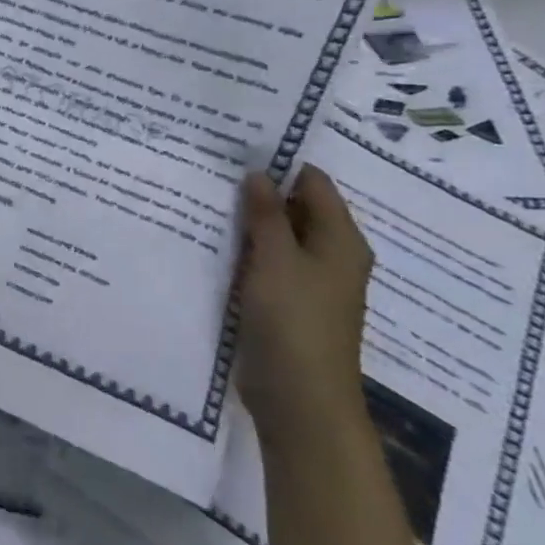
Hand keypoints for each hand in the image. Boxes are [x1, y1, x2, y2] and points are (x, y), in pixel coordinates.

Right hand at [233, 164, 373, 450]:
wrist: (300, 396)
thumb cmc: (295, 321)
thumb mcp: (276, 260)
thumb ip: (266, 215)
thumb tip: (258, 173)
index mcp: (341, 241)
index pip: (314, 184)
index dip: (280, 164)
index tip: (236, 148)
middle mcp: (330, 256)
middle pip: (296, 209)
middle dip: (259, 191)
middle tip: (211, 169)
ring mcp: (308, 282)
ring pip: (277, 238)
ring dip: (248, 222)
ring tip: (204, 198)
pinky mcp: (285, 303)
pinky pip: (265, 264)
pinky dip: (244, 250)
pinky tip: (211, 242)